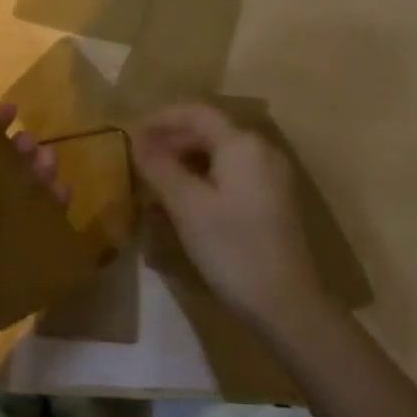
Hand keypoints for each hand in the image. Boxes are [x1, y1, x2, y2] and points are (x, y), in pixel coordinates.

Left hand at [0, 96, 64, 374]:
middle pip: (1, 177)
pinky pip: (36, 239)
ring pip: (22, 204)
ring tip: (52, 167)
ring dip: (38, 182)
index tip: (12, 108)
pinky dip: (52, 218)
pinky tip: (65, 200)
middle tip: (35, 145)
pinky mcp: (10, 271)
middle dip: (20, 156)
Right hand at [131, 102, 332, 336]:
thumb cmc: (232, 248)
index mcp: (242, 143)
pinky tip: (185, 196)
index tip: (130, 133)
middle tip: (139, 157)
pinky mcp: (273, 199)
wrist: (286, 303)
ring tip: (156, 176)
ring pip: (221, 152)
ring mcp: (271, 175)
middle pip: (210, 129)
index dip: (161, 118)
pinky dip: (205, 174)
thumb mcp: (187, 206)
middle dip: (172, 138)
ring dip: (187, 157)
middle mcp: (261, 149)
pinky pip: (233, 171)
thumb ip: (160, 168)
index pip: (196, 113)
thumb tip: (137, 142)